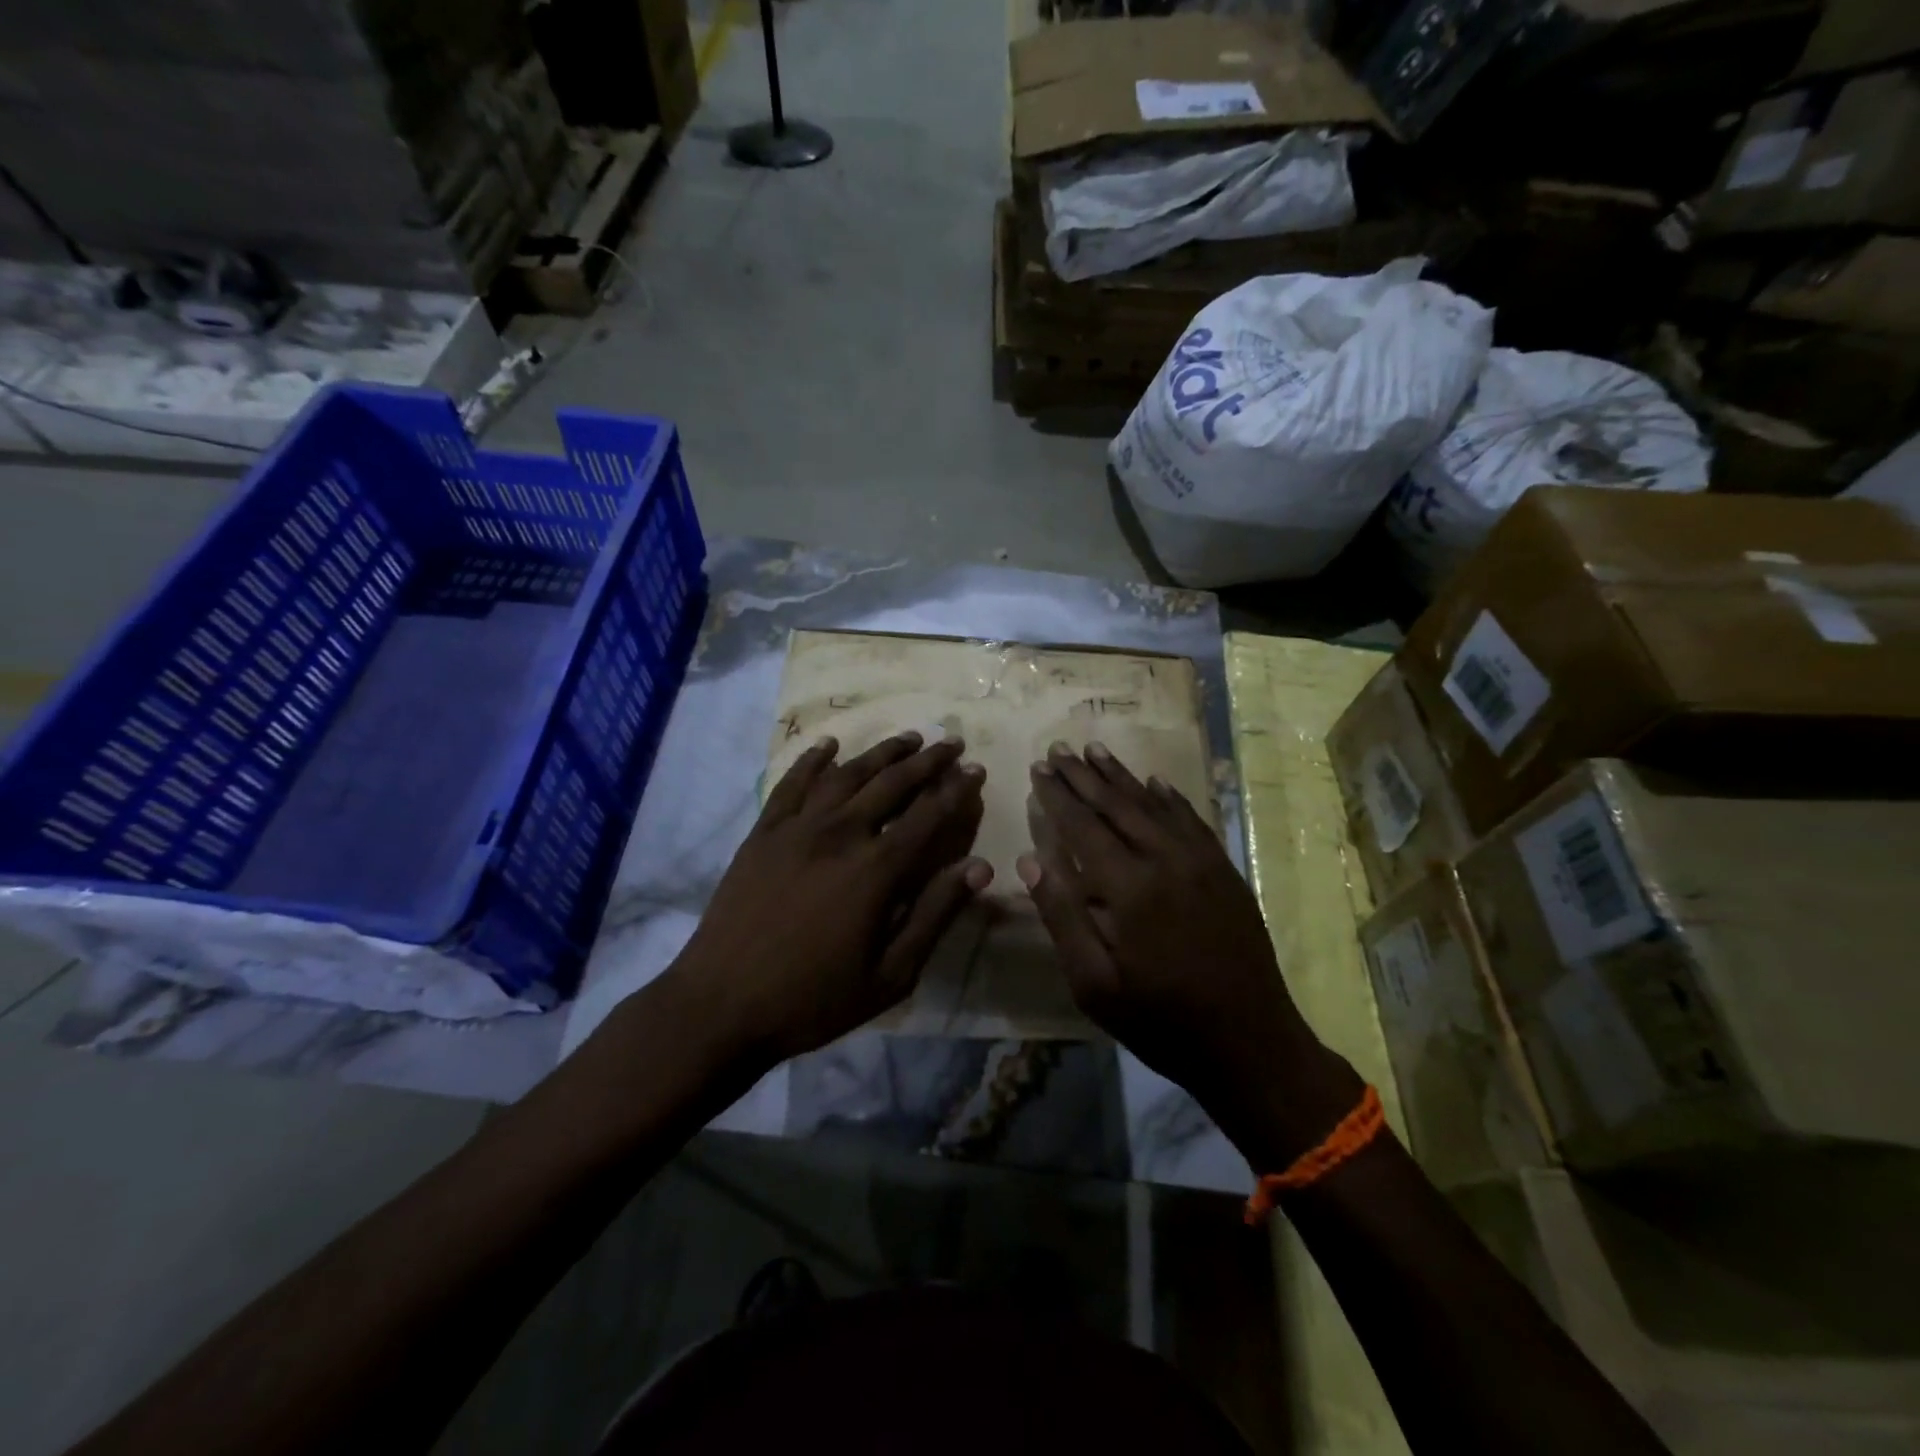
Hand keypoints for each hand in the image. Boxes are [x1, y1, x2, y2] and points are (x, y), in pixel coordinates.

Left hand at [662, 731, 991, 1065]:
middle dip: (927, 761)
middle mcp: (840, 834)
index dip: (956, 790)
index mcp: (876, 870)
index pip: (928, 816)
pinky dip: (813, 760)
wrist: (721, 1004)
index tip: (977, 769)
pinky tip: (828, 745)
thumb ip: (935, 914)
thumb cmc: (813, 998)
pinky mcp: (763, 832)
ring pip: (847, 774)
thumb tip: (979, 868)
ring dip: (881, 753)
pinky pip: (791, 783)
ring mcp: (796, 828)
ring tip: (907, 738)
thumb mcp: (890, 974)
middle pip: (892, 784)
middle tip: (950, 742)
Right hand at [1019, 742, 1360, 1166]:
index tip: (1038, 768)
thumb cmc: (1160, 1020)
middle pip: (1116, 805)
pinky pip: (1192, 820)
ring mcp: (1202, 862)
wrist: (1251, 1044)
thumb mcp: (1094, 984)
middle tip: (1059, 748)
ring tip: (1095, 750)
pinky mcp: (1225, 871)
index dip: (1058, 796)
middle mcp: (1166, 860)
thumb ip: (1062, 917)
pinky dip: (1169, 797)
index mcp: (1128, 887)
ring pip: (1153, 805)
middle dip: (1084, 775)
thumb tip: (1030, 859)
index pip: (1082, 826)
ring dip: (1121, 776)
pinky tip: (1155, 782)